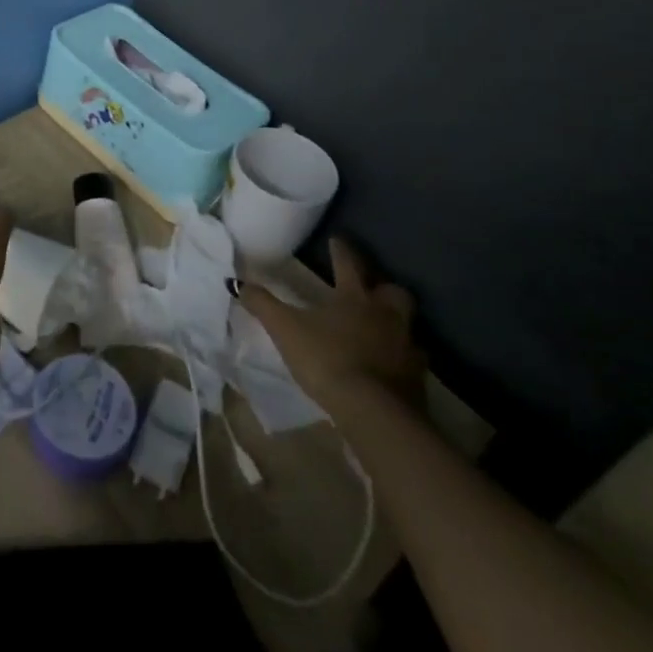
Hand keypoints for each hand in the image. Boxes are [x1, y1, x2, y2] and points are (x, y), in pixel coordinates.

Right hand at [241, 236, 426, 410]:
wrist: (375, 412)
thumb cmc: (327, 359)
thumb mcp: (285, 329)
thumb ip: (262, 304)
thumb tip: (235, 282)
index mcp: (355, 298)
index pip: (348, 264)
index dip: (341, 250)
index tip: (337, 239)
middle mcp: (386, 315)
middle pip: (393, 292)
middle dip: (383, 287)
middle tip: (371, 290)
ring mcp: (406, 347)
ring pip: (407, 325)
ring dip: (395, 323)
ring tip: (380, 329)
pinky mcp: (417, 379)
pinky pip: (411, 360)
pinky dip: (401, 358)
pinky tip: (389, 366)